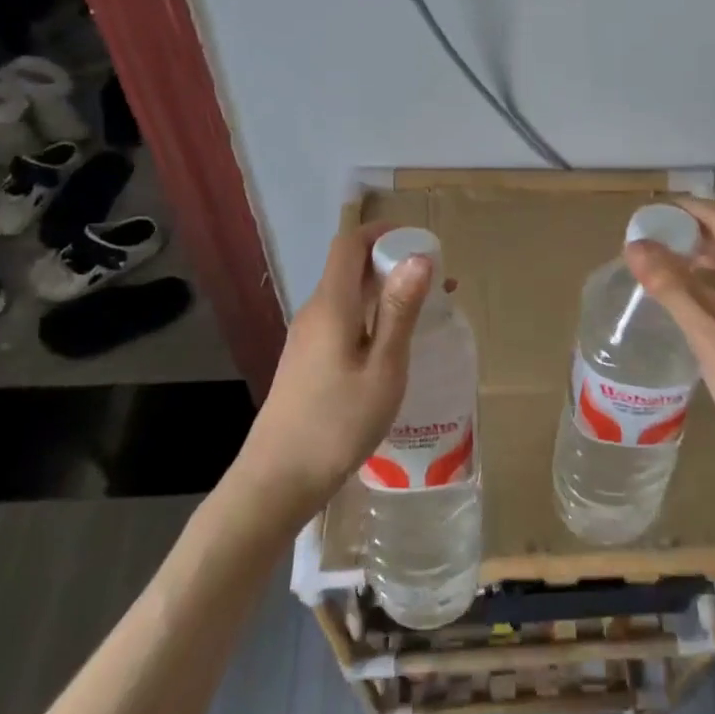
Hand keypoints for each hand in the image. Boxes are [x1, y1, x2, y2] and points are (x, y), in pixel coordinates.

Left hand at [235, 223, 432, 522]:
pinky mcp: (306, 360)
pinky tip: (392, 346)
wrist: (278, 480)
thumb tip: (418, 258)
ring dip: (383, 293)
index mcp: (331, 305)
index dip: (382, 233)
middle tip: (436, 282)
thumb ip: (399, 311)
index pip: (349, 244)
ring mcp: (306, 337)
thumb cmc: (338, 423)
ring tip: (424, 313)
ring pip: (347, 296)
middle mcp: (314, 312)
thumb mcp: (383, 368)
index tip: (420, 242)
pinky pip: (341, 321)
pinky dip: (370, 317)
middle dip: (391, 263)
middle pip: (349, 268)